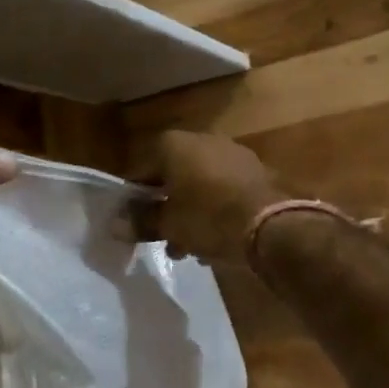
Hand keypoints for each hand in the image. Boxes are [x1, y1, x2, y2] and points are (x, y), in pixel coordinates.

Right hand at [131, 131, 289, 264]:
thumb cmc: (209, 217)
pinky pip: (225, 190)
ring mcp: (233, 153)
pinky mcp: (257, 171)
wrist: (273, 225)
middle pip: (173, 176)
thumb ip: (141, 222)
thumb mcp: (168, 224)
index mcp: (173, 144)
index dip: (135, 199)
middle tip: (163, 237)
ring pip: (200, 185)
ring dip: (191, 212)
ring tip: (190, 247)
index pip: (142, 170)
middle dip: (167, 207)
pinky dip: (216, 210)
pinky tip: (217, 240)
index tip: (133, 222)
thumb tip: (115, 226)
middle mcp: (202, 140)